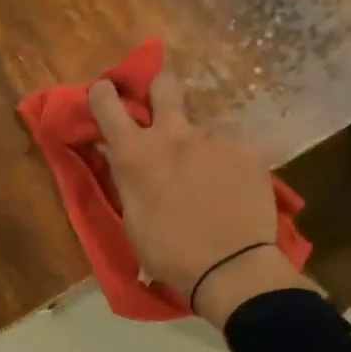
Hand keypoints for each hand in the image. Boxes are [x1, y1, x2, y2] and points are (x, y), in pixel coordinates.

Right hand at [90, 68, 317, 326]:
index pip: (107, 102)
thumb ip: (127, 177)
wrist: (230, 267)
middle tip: (163, 114)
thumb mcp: (132, 217)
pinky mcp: (247, 148)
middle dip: (160, 92)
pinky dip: (227, 160)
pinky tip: (232, 187)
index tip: (107, 98)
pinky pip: (230, 145)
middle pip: (164, 84)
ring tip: (207, 173)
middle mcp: (173, 133)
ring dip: (198, 140)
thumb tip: (120, 155)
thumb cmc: (168, 253)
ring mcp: (214, 137)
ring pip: (201, 123)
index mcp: (135, 153)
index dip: (103, 95)